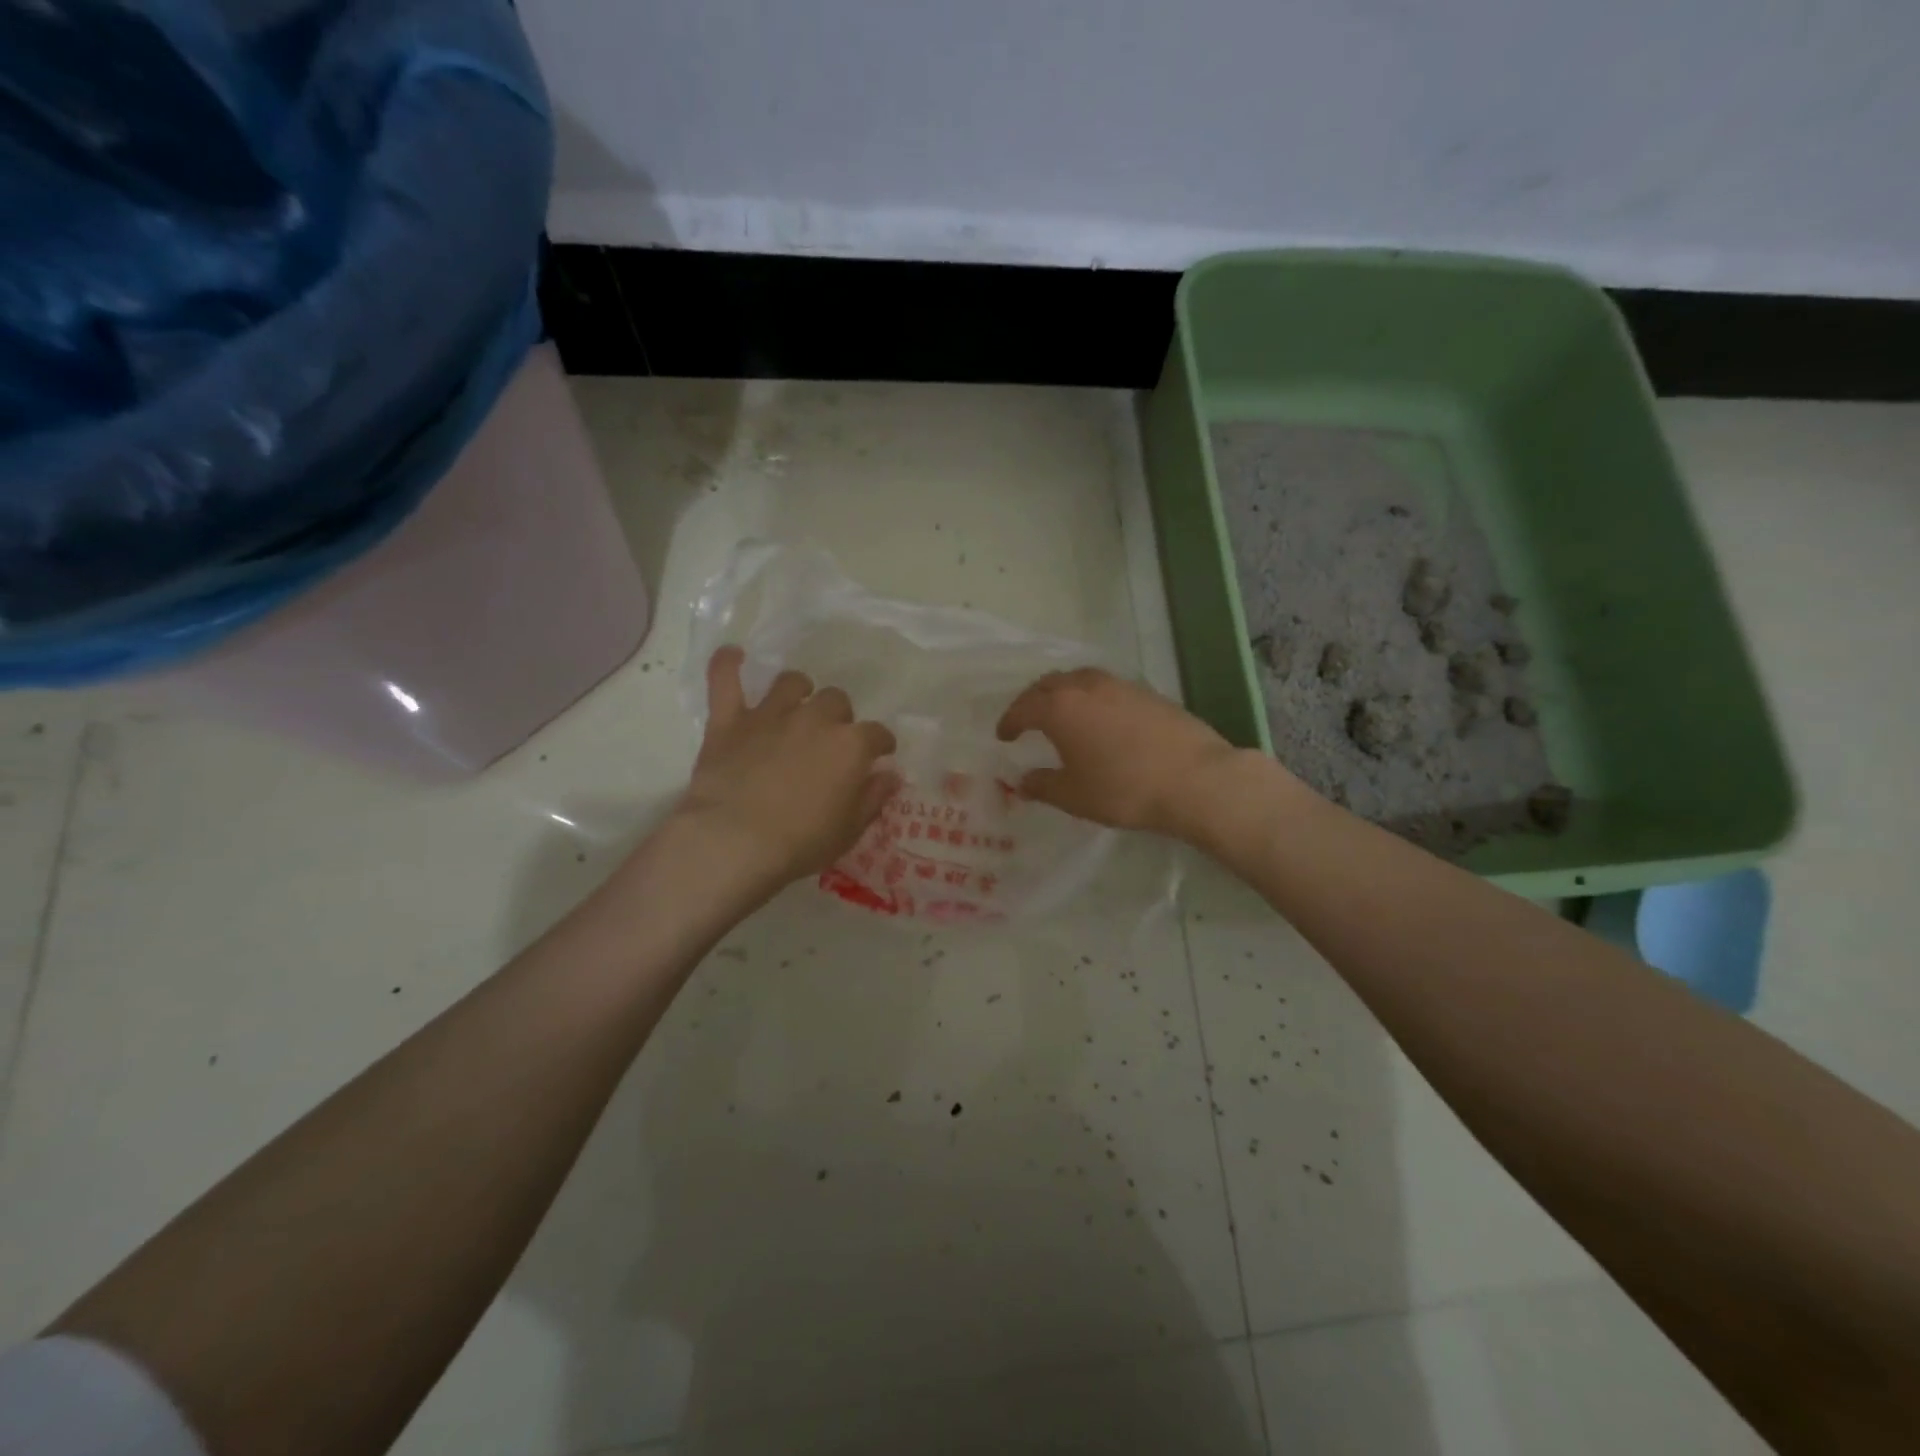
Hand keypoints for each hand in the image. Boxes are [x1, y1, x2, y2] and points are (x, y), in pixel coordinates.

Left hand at [673, 648, 899, 896]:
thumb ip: (873, 798)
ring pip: (791, 683)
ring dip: (797, 691)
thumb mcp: (850, 830)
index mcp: (851, 745)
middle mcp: (815, 719)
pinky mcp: (730, 721)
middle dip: (838, 717)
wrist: (735, 841)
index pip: (877, 735)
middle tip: (830, 740)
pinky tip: (733, 654)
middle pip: (836, 701)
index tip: (879, 755)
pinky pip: (726, 679)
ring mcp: (770, 715)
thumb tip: (891, 775)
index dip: (881, 744)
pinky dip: (728, 664)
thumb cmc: (801, 842)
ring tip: (794, 705)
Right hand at [996, 668, 1250, 839]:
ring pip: (1079, 679)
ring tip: (1062, 714)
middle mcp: (1086, 686)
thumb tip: (1023, 781)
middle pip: (1049, 684)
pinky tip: (1099, 719)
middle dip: (1032, 700)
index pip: (1023, 707)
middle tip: (1027, 720)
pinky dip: (1091, 697)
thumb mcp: (1074, 796)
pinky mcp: (1147, 692)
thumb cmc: (1124, 789)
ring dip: (1063, 693)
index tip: (1003, 736)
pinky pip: (1105, 687)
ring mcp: (1120, 685)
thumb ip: (1042, 786)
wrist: (1195, 779)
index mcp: (1060, 707)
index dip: (1009, 722)